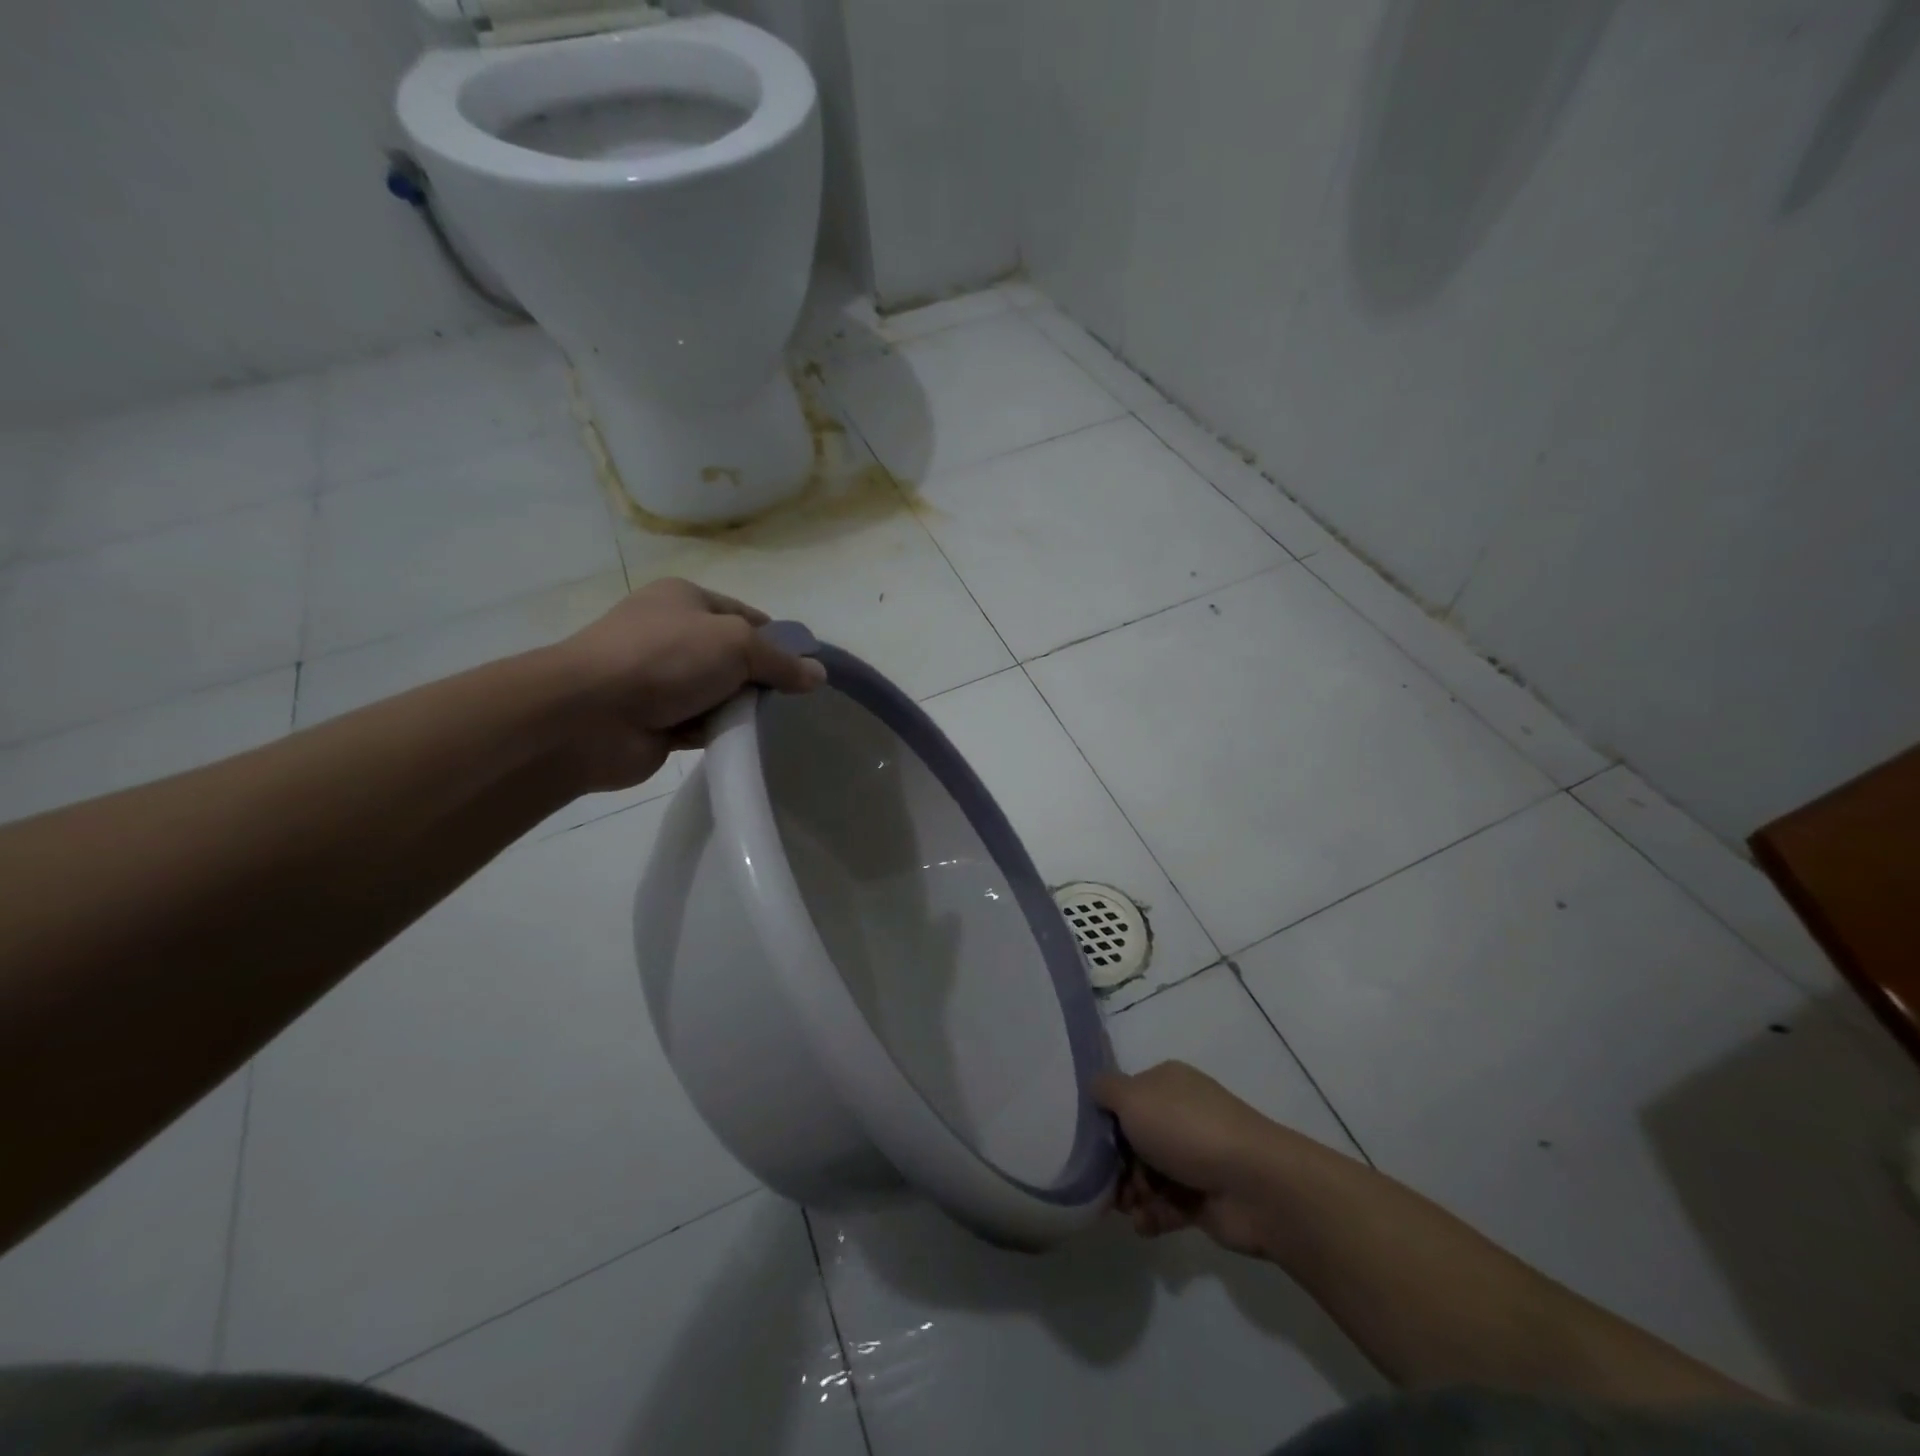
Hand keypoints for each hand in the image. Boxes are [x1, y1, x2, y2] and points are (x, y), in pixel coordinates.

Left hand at [552, 578, 825, 789]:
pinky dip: (720, 732)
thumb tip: (818, 675)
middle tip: (793, 701)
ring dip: (740, 708)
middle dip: (761, 678)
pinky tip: (742, 740)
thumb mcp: (736, 644)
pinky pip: (703, 724)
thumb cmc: (666, 659)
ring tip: (772, 724)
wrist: (590, 716)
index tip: (805, 667)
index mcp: (685, 599)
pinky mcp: (657, 720)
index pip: (746, 615)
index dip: (778, 639)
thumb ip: (781, 661)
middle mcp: (671, 634)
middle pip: (734, 656)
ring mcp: (661, 679)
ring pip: (719, 693)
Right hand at [1095, 1061, 1282, 1256]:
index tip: (1090, 1144)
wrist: (1255, 1185)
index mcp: (1166, 1084)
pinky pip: (1167, 1206)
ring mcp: (1194, 1158)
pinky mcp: (1204, 1199)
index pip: (1126, 1098)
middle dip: (1116, 1165)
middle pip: (1133, 1140)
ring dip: (1132, 1194)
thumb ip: (1105, 1090)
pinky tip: (1147, 1223)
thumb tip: (1095, 1088)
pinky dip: (1152, 1216)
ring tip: (1131, 1207)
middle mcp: (1180, 1115)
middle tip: (1108, 1185)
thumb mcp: (1133, 1097)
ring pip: (1147, 1176)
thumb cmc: (1187, 1130)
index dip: (1105, 1121)